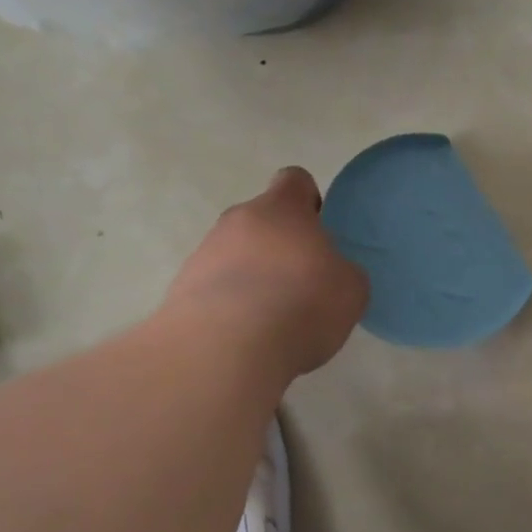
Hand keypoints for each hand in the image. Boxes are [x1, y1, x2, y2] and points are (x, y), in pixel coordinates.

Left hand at [163, 168, 368, 378]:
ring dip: (253, 276)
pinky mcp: (181, 290)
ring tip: (272, 319)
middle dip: (280, 246)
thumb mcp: (350, 289)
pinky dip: (231, 306)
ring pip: (235, 254)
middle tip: (300, 283)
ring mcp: (203, 254)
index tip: (319, 232)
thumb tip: (328, 272)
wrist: (225, 350)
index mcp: (281, 209)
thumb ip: (341, 270)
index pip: (294, 181)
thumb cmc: (300, 305)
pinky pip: (215, 288)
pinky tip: (246, 337)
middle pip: (261, 220)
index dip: (309, 201)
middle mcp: (237, 220)